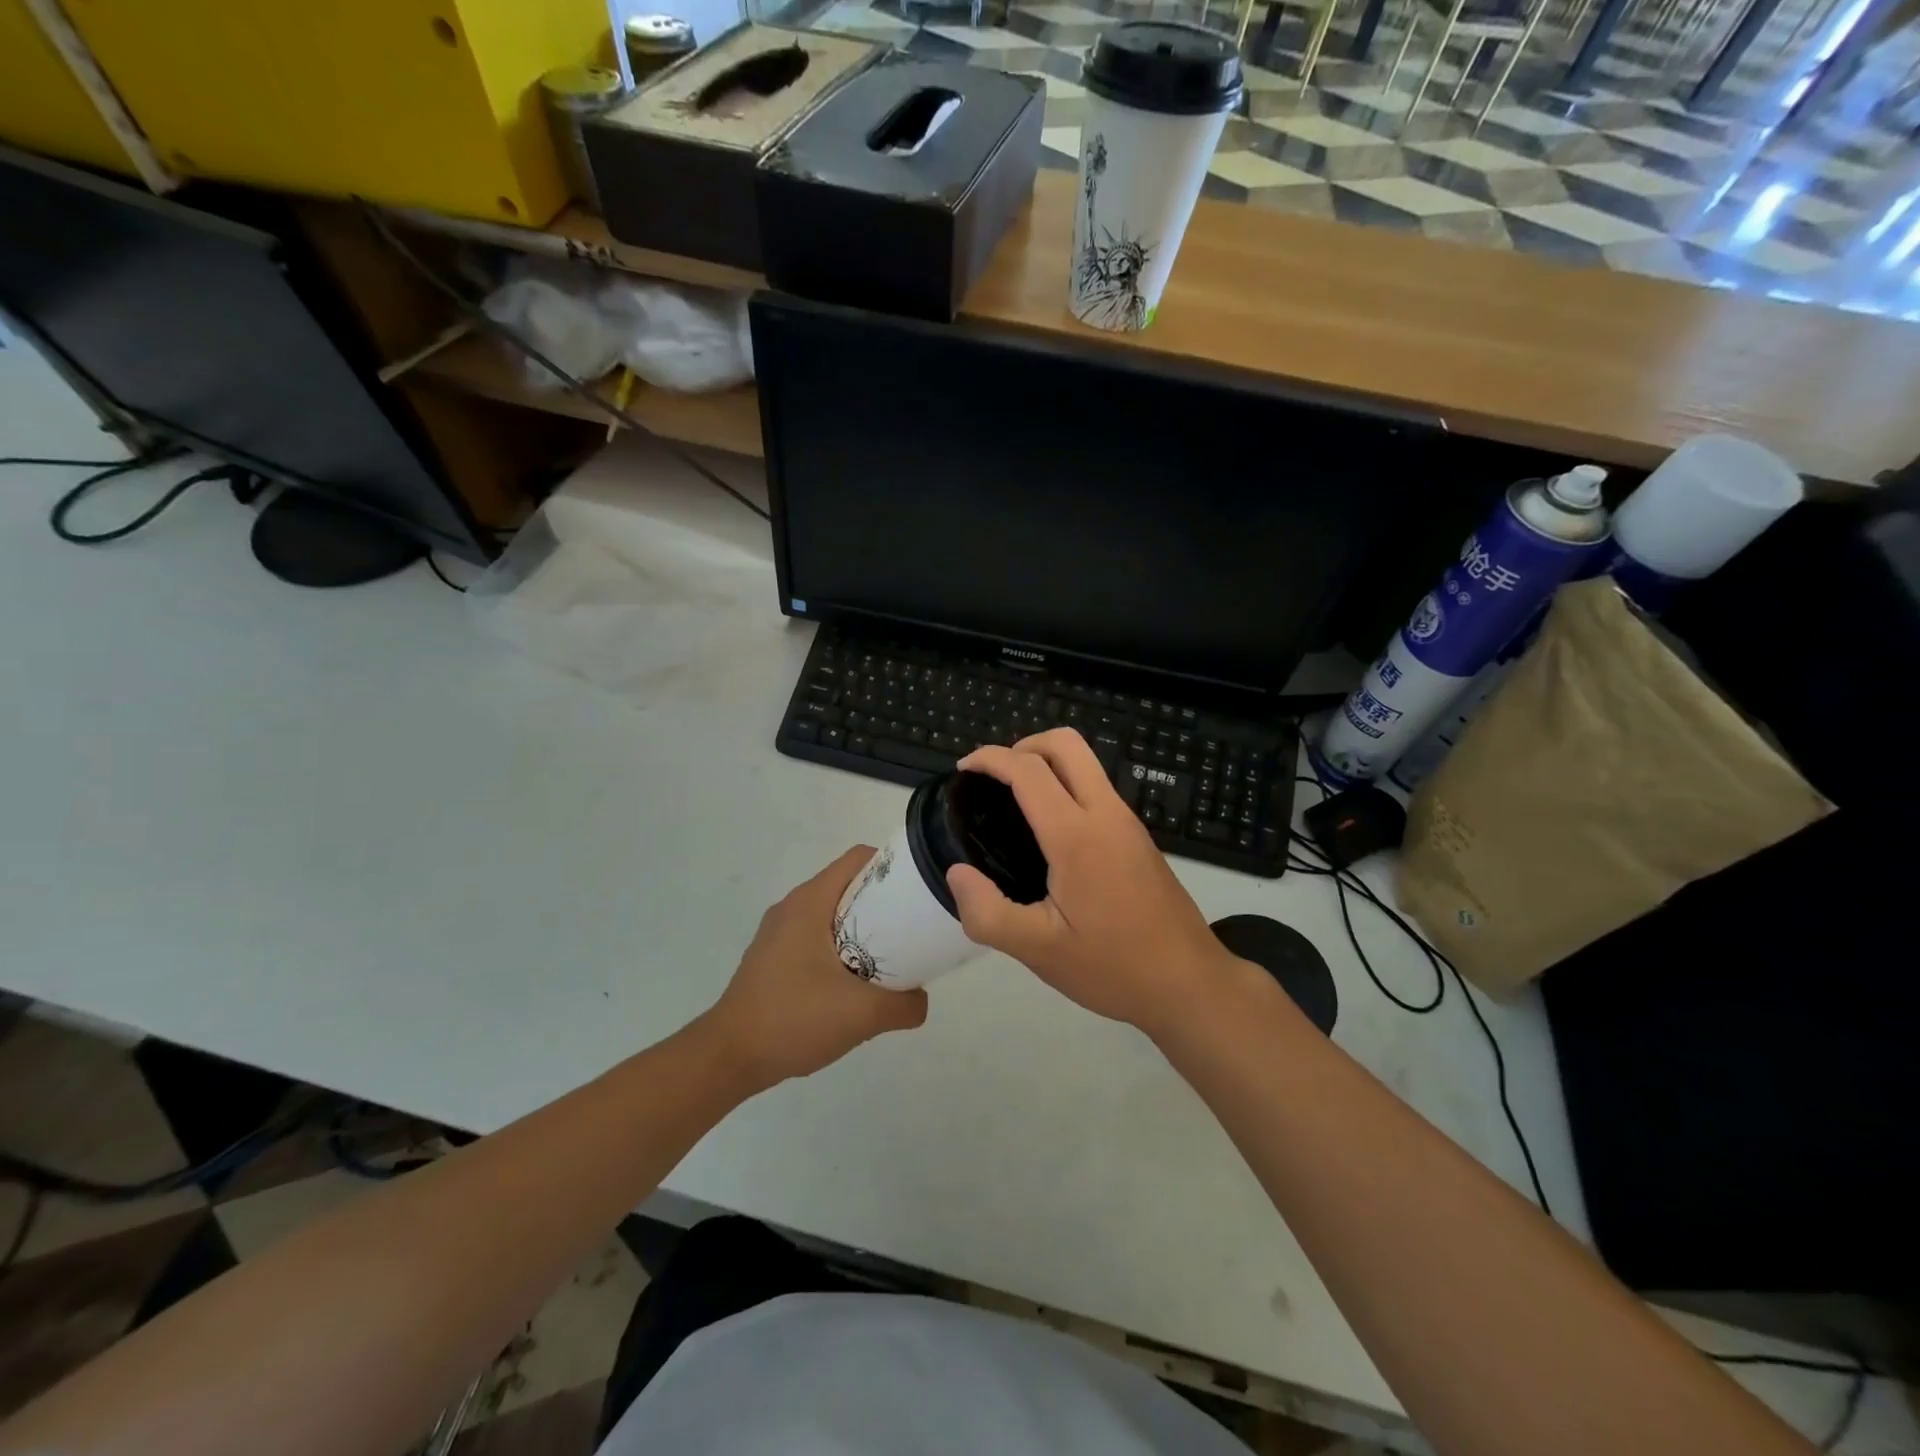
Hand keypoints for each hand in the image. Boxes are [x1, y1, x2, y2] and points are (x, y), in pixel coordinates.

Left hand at [708, 846, 927, 1088]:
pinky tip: (854, 985)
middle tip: (912, 931)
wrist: (729, 1057)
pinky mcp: (773, 957)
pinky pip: (818, 937)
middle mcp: (793, 907)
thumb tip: (920, 999)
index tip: (919, 893)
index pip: (859, 859)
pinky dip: (843, 949)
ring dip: (864, 930)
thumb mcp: (862, 1014)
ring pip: (834, 914)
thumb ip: (905, 1005)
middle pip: (850, 886)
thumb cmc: (793, 1019)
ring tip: (890, 960)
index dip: (894, 868)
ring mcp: (779, 932)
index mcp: (810, 901)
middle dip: (885, 903)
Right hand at [946, 729, 1241, 1035]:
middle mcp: (1106, 814)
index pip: (1029, 770)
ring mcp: (1128, 822)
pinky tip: (1047, 833)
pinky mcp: (1138, 837)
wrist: (1190, 984)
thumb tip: (956, 873)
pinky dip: (1065, 785)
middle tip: (993, 779)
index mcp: (1077, 836)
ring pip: (1086, 763)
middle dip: (1023, 745)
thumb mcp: (1039, 952)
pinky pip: (1097, 789)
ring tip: (1013, 803)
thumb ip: (988, 914)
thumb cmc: (1114, 967)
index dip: (990, 758)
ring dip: (1046, 763)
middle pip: (1066, 744)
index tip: (962, 770)